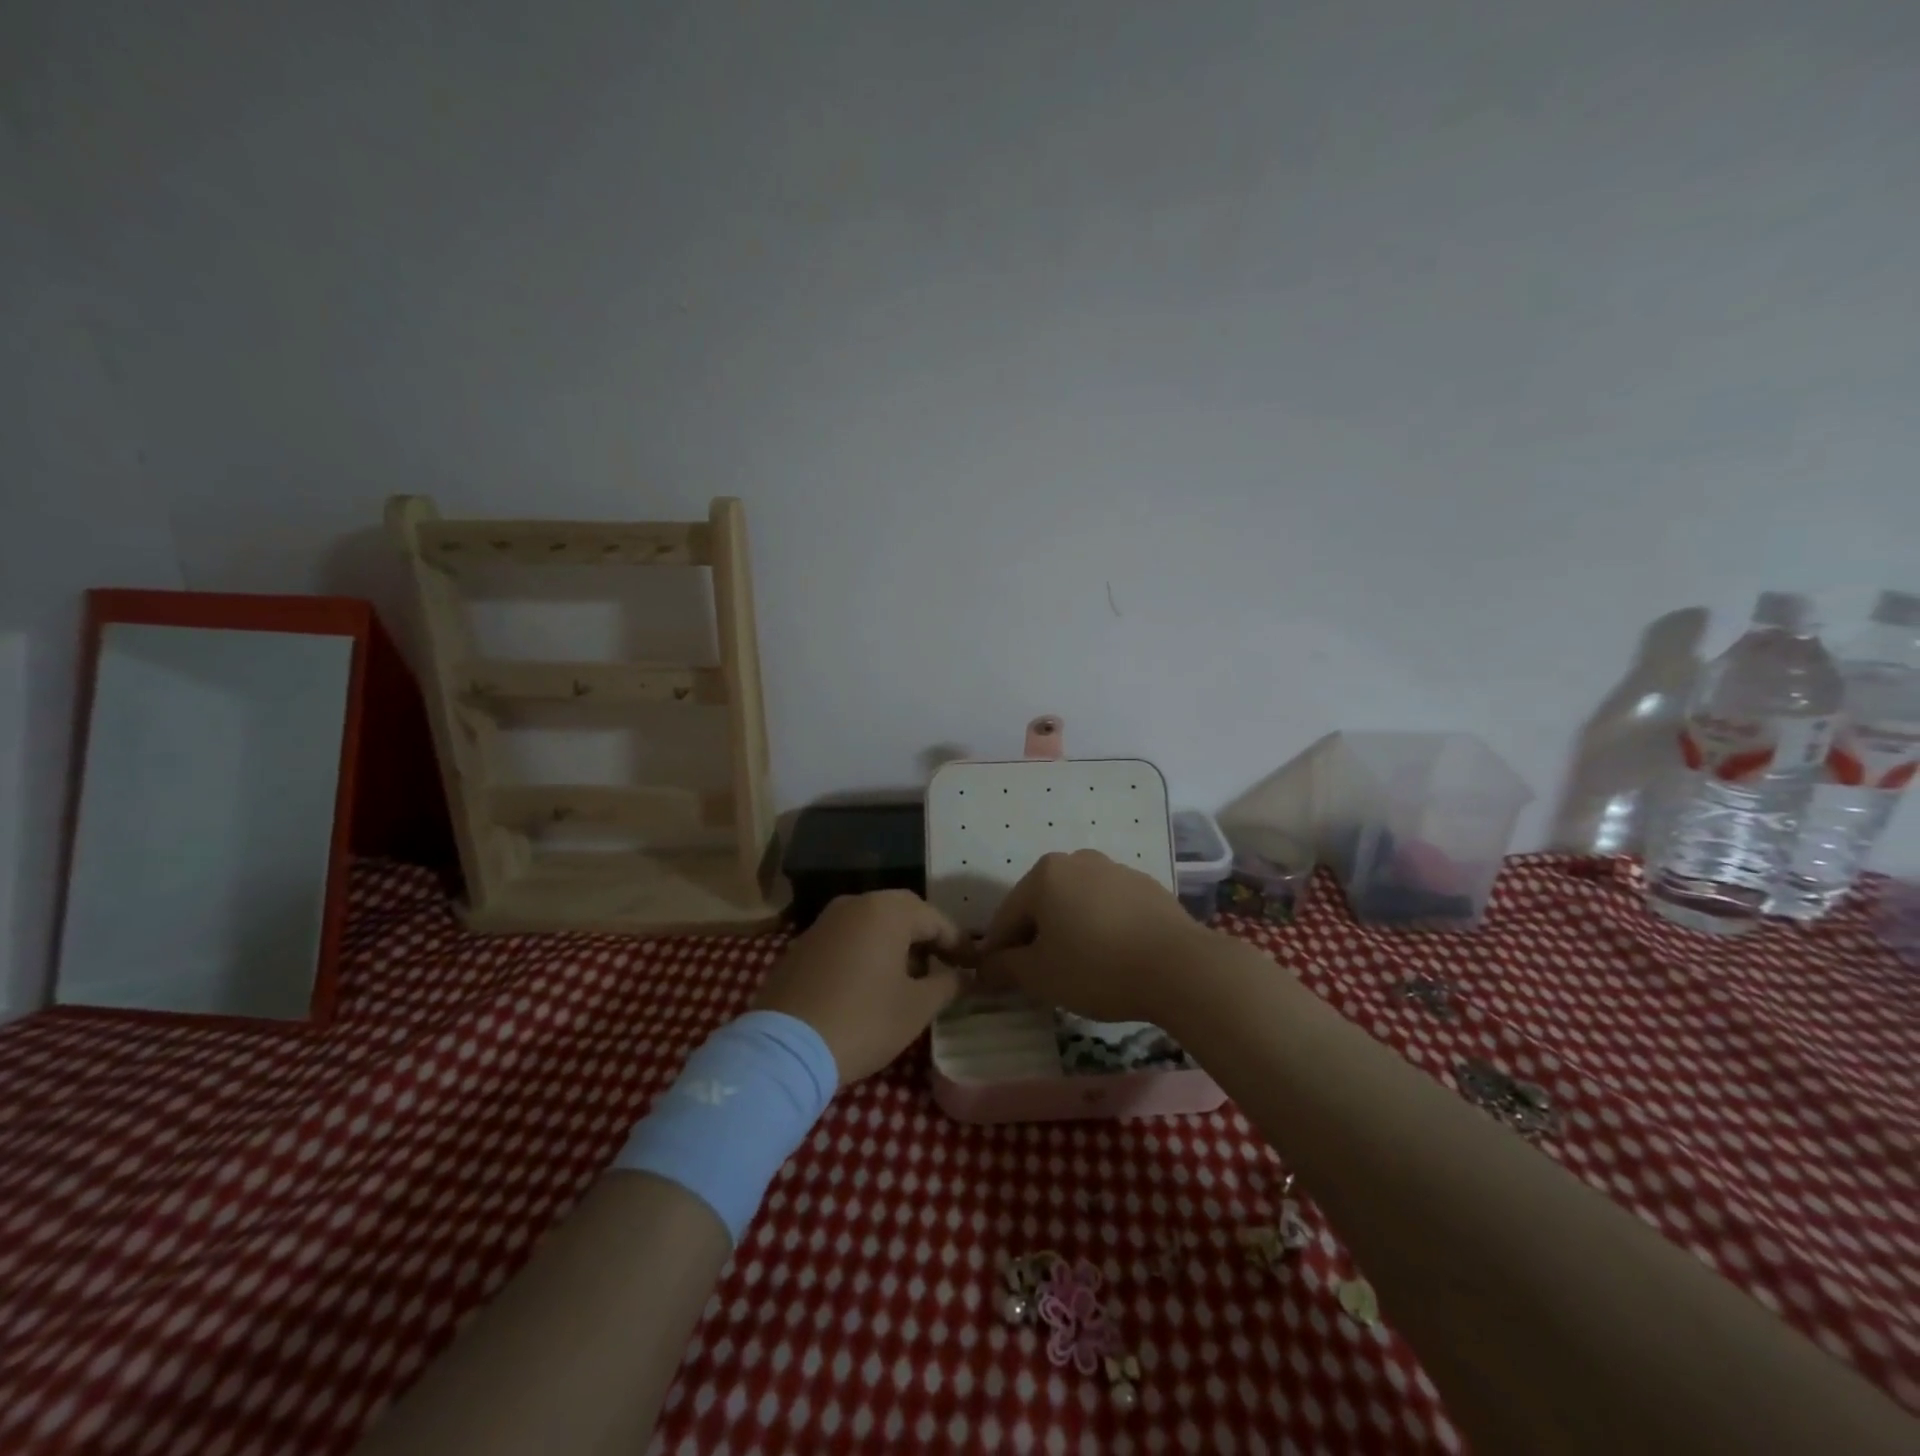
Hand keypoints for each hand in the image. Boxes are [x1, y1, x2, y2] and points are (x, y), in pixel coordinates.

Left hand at [753, 891, 970, 1082]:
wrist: (786, 1048)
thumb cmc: (863, 1021)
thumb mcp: (917, 1007)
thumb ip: (948, 984)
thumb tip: (965, 976)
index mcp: (886, 910)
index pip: (936, 919)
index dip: (960, 944)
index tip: (975, 967)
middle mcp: (854, 904)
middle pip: (903, 914)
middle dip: (927, 940)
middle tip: (946, 968)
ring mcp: (824, 922)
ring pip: (873, 925)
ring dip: (897, 945)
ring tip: (911, 979)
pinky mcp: (802, 945)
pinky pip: (847, 939)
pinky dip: (867, 953)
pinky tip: (872, 984)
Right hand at [976, 850, 1212, 1022]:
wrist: (1181, 968)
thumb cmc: (1097, 968)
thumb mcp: (1040, 975)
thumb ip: (1005, 968)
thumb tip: (983, 968)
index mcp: (1045, 874)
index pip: (1007, 916)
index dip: (998, 951)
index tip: (996, 980)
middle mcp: (1078, 860)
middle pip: (1042, 904)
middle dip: (1034, 938)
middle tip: (1037, 976)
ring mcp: (1116, 870)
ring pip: (1076, 903)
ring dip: (1068, 930)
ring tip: (1077, 968)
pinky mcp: (1147, 886)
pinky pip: (1109, 907)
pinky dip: (1100, 927)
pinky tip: (1111, 957)